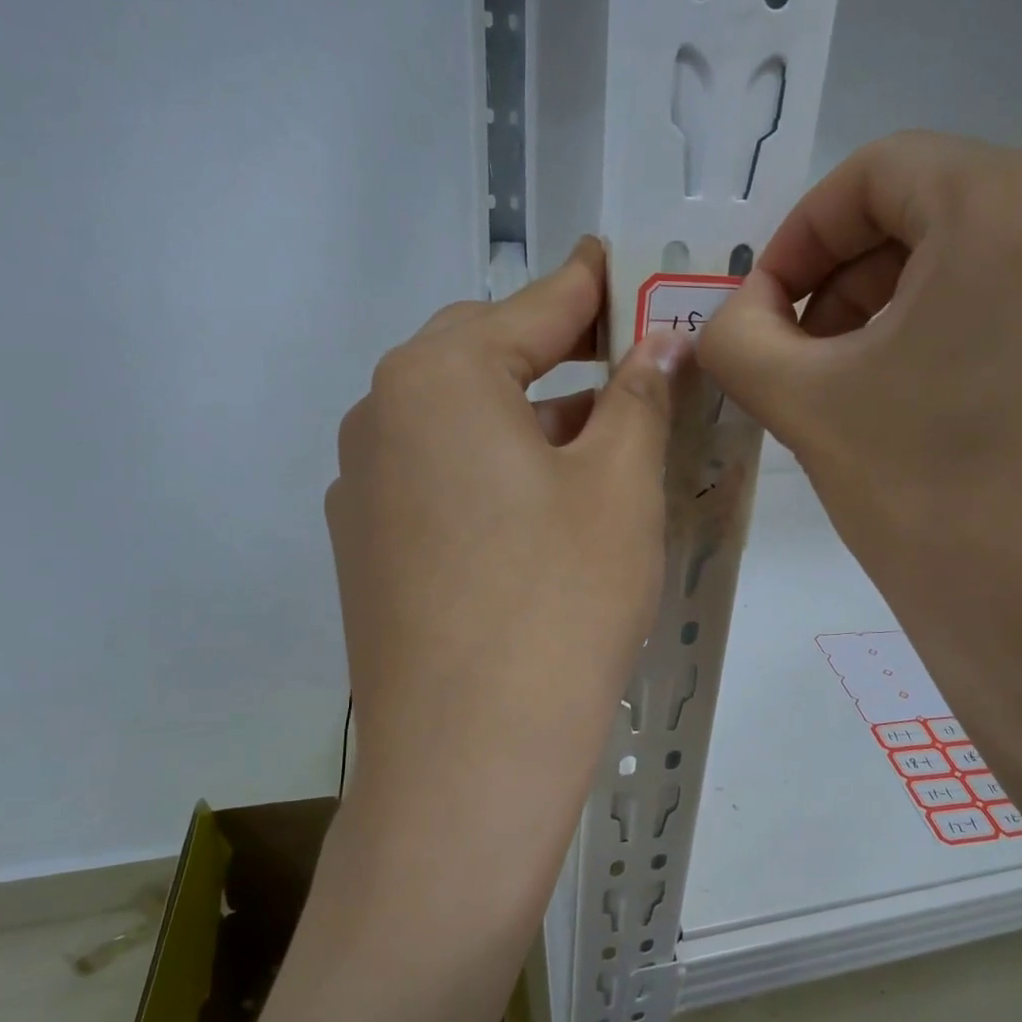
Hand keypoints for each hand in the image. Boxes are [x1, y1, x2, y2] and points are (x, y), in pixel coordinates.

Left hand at [327, 238, 689, 902]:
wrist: (469, 756)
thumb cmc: (560, 602)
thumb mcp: (620, 487)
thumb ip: (638, 398)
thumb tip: (658, 344)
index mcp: (437, 376)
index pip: (536, 305)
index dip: (595, 286)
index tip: (630, 265)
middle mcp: (380, 416)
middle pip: (486, 359)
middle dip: (560, 356)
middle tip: (629, 367)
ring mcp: (363, 487)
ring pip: (461, 425)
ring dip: (528, 421)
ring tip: (597, 445)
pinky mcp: (368, 549)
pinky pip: (440, 481)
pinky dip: (494, 475)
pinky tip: (539, 516)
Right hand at [701, 133, 1021, 819]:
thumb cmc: (928, 504)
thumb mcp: (803, 407)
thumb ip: (737, 335)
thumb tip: (731, 310)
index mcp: (1013, 201)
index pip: (878, 172)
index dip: (802, 236)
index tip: (767, 309)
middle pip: (945, 203)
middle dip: (858, 273)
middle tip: (813, 352)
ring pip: (1005, 244)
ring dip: (922, 295)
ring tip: (881, 378)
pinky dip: (992, 318)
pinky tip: (960, 394)